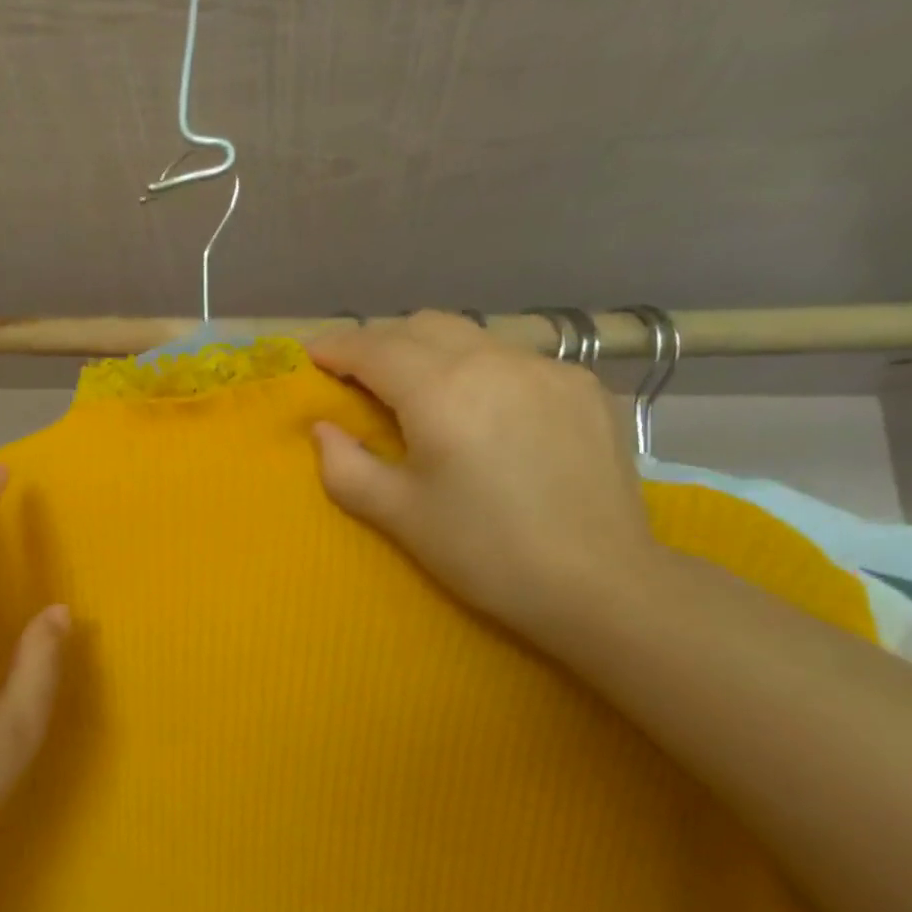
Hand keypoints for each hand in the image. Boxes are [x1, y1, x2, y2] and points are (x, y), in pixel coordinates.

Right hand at [310, 312, 659, 635]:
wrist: (601, 585)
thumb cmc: (484, 551)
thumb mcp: (397, 514)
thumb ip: (344, 465)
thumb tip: (323, 429)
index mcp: (441, 390)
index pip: (373, 348)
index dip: (336, 348)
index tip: (311, 357)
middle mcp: (494, 360)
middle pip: (421, 326)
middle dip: (380, 342)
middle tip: (359, 377)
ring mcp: (547, 368)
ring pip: (471, 336)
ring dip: (430, 351)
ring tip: (418, 390)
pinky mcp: (584, 387)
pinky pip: (514, 360)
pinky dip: (480, 370)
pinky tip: (484, 411)